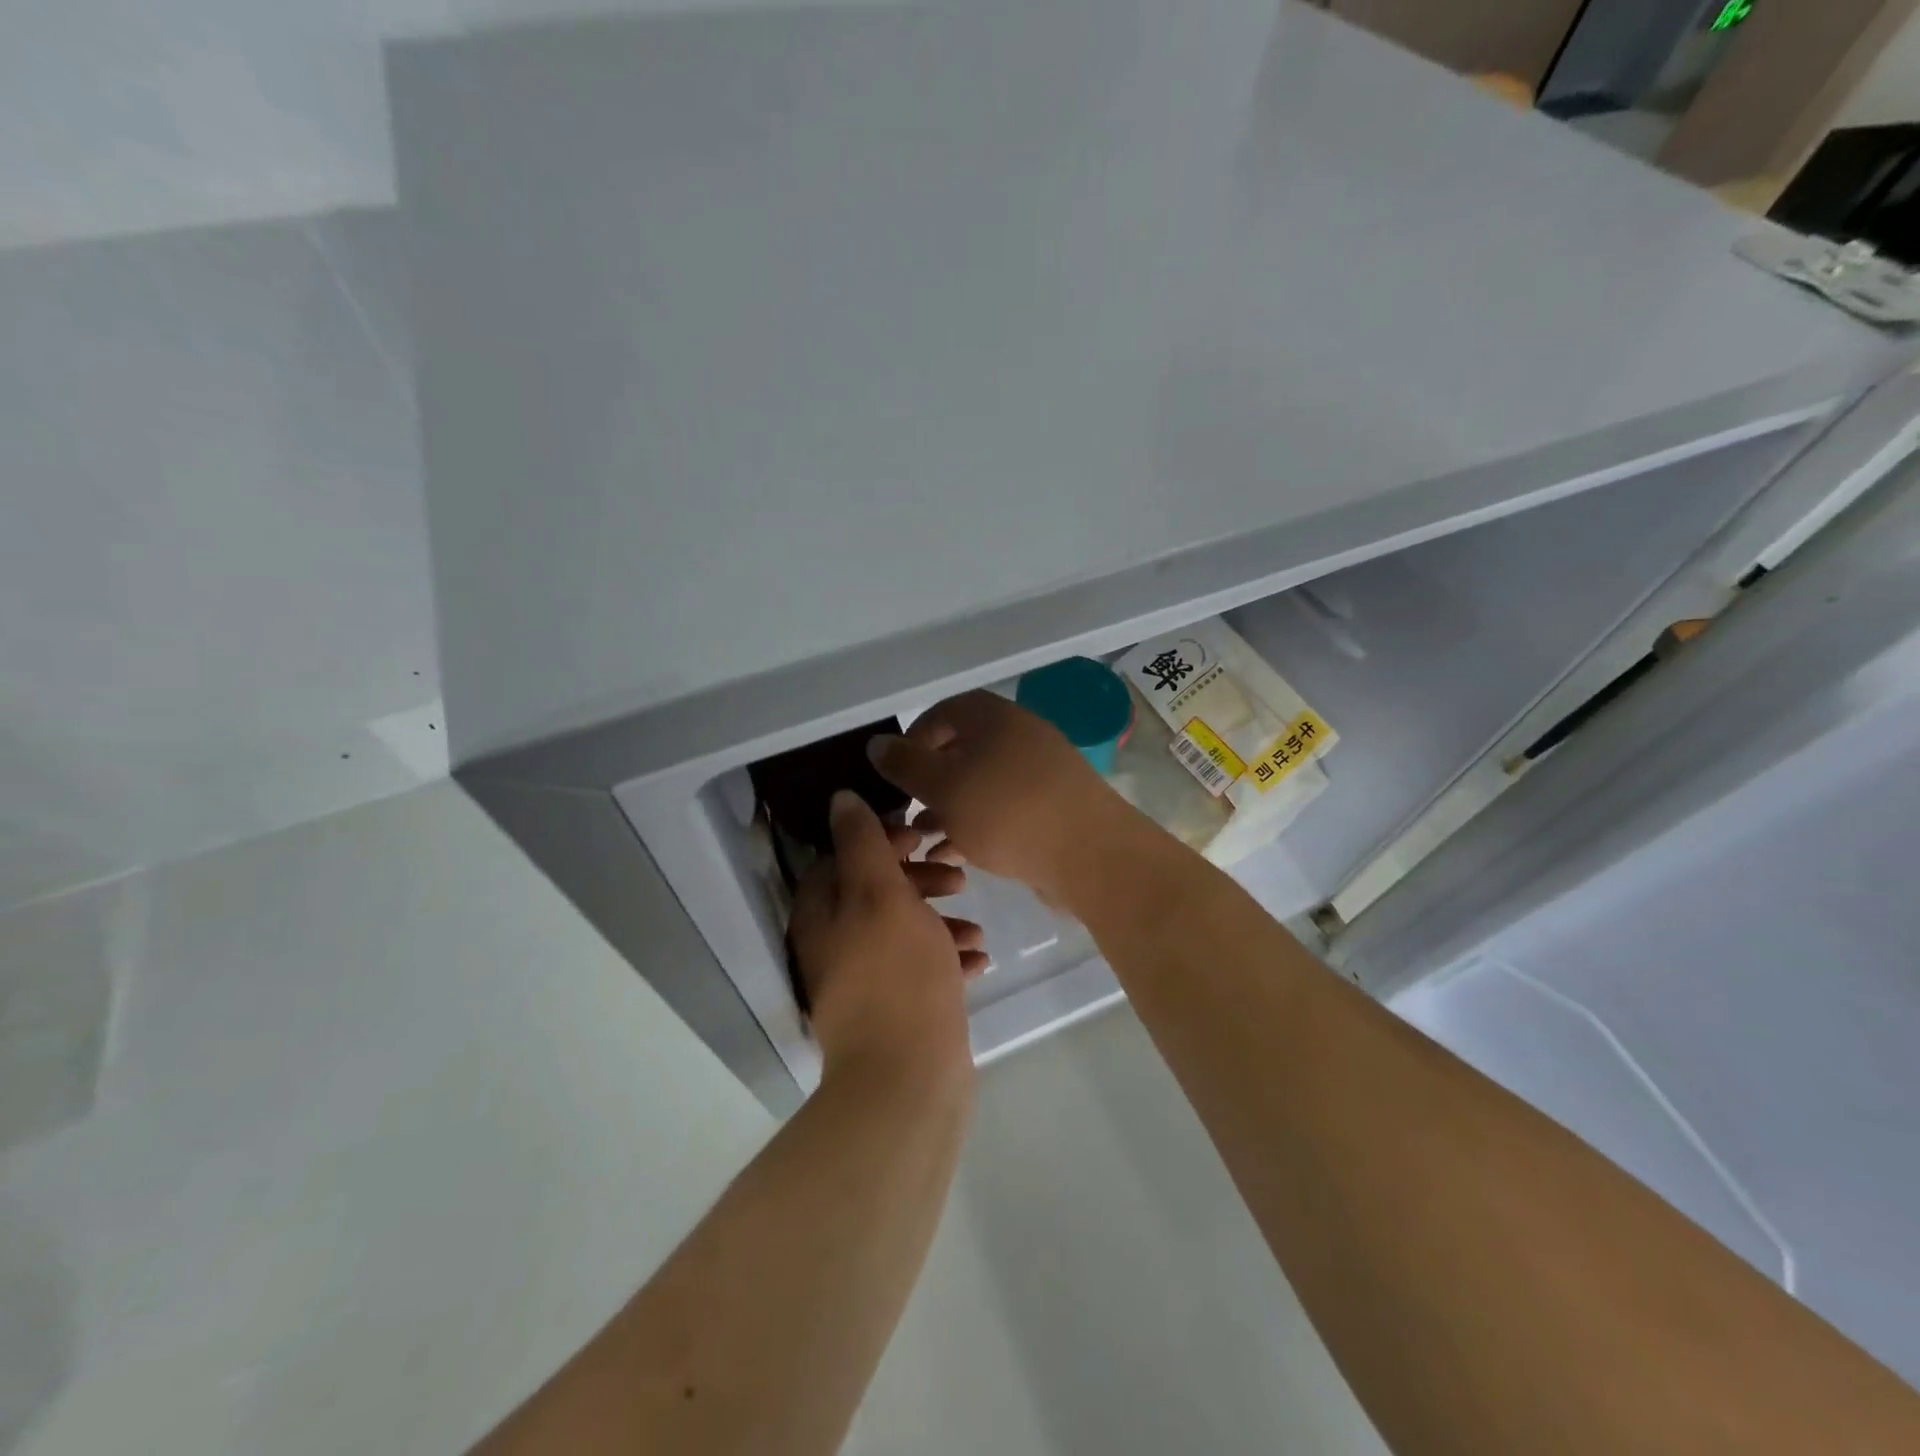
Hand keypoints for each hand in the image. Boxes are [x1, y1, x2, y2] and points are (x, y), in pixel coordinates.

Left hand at [789, 791, 985, 1085]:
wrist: (908, 1080)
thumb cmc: (897, 975)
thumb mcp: (880, 894)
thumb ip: (862, 843)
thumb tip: (840, 799)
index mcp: (822, 914)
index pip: (842, 857)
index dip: (882, 840)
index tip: (922, 837)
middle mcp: (835, 944)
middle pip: (876, 892)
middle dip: (919, 879)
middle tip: (958, 876)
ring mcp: (865, 980)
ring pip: (903, 930)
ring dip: (940, 919)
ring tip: (975, 925)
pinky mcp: (895, 1009)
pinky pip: (921, 968)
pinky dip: (946, 957)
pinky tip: (979, 959)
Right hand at [867, 690, 1144, 907]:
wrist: (1092, 856)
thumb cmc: (1008, 812)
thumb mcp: (944, 786)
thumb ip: (906, 765)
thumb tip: (878, 743)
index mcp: (995, 718)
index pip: (946, 711)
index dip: (915, 736)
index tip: (896, 771)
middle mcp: (1020, 738)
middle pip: (963, 750)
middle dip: (930, 781)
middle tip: (906, 811)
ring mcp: (1041, 775)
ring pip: (982, 785)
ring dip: (949, 809)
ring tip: (922, 840)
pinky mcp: (1053, 810)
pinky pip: (1004, 811)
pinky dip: (975, 827)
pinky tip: (952, 858)